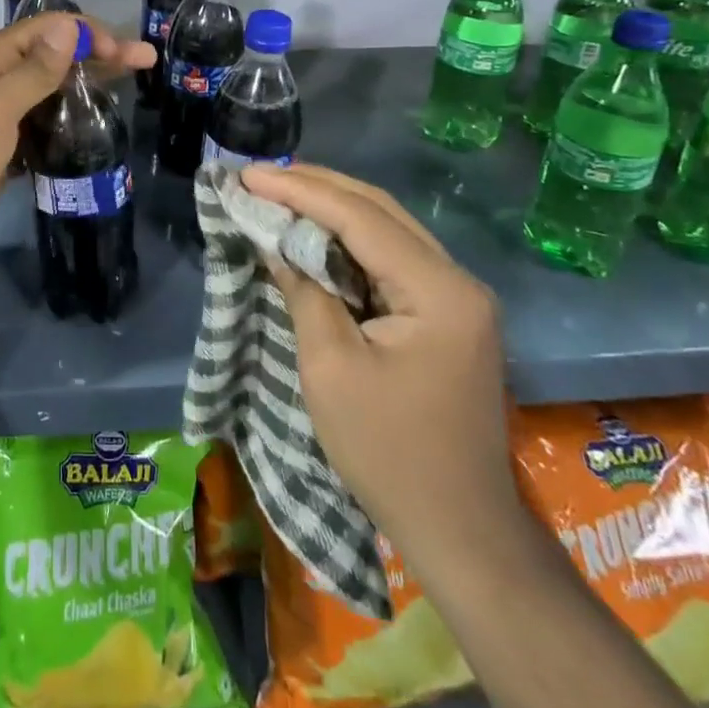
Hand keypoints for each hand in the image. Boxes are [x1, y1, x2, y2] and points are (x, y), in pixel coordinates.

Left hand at [0, 13, 154, 270]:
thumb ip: (33, 71)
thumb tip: (68, 28)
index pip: (47, 29)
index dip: (86, 33)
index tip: (124, 52)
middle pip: (55, 55)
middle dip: (99, 54)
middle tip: (145, 61)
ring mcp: (3, 114)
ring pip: (53, 88)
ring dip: (88, 83)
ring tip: (129, 88)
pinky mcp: (9, 146)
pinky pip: (47, 121)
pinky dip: (71, 116)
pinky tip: (96, 122)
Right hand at [241, 163, 518, 556]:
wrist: (460, 532)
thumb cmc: (388, 453)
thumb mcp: (331, 368)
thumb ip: (304, 290)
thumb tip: (274, 239)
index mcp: (439, 291)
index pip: (361, 218)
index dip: (300, 191)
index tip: (248, 175)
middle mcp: (457, 280)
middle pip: (380, 211)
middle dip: (317, 188)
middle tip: (260, 176)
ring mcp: (457, 298)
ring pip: (387, 230)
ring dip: (332, 210)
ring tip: (279, 193)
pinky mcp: (447, 316)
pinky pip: (392, 260)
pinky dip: (349, 242)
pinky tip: (314, 235)